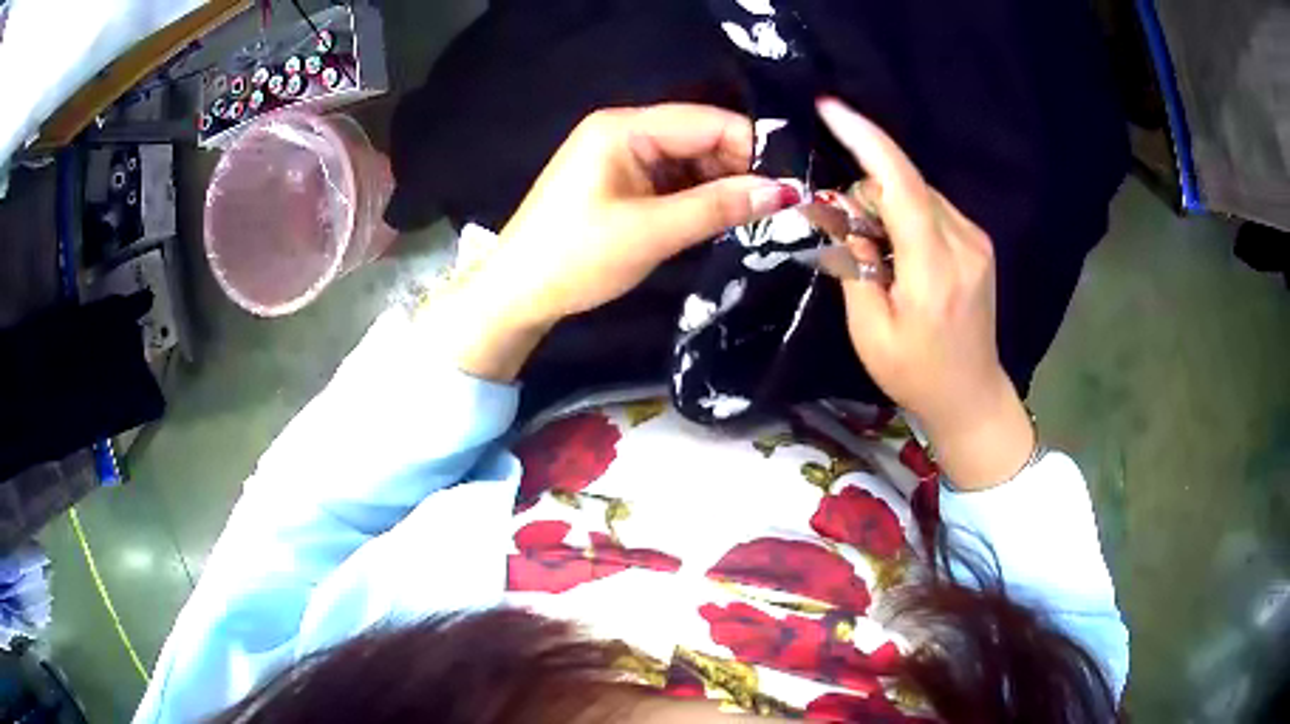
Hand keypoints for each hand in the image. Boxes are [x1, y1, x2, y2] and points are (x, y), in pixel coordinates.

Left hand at [444, 104, 799, 380]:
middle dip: (738, 169)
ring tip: (751, 219)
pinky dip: (696, 197)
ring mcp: (620, 156)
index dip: (752, 148)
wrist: (516, 293)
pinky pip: (671, 179)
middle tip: (775, 209)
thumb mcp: (652, 232)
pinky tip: (717, 220)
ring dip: (719, 186)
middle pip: (700, 137)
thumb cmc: (576, 257)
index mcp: (624, 127)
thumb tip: (785, 191)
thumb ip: (718, 207)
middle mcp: (624, 130)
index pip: (708, 121)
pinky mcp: (619, 181)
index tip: (789, 185)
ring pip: (689, 161)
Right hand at [816, 99, 1034, 489]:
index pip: (902, 185)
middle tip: (844, 232)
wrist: (971, 396)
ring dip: (885, 204)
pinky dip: (905, 214)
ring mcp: (976, 241)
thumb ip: (855, 264)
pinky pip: (932, 208)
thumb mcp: (870, 330)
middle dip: (866, 191)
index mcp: (935, 269)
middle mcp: (964, 243)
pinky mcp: (978, 243)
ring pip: (919, 192)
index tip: (830, 109)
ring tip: (872, 249)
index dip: (866, 141)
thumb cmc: (915, 374)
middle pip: (906, 183)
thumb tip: (843, 217)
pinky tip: (896, 249)